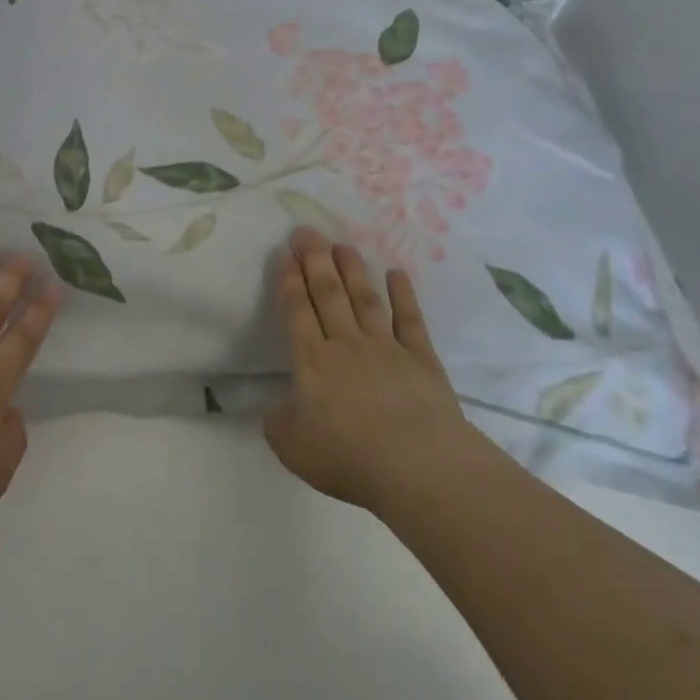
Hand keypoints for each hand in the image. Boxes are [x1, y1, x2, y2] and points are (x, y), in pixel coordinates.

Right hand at [263, 226, 484, 511]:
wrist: (419, 467)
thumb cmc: (349, 457)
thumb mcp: (292, 447)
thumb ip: (278, 423)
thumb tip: (278, 409)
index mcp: (312, 362)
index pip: (297, 311)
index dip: (289, 281)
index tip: (285, 254)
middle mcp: (346, 344)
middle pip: (328, 294)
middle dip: (314, 260)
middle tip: (306, 232)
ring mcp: (386, 348)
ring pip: (364, 299)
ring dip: (352, 269)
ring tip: (342, 244)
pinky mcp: (421, 358)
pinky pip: (409, 320)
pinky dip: (403, 295)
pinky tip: (397, 273)